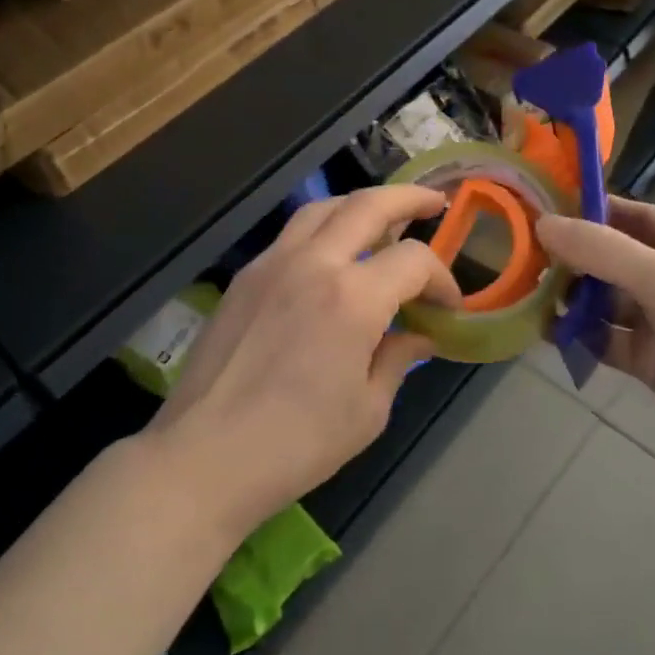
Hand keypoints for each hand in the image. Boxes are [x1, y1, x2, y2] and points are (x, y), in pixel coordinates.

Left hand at [147, 186, 460, 537]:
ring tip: (382, 217)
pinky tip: (331, 256)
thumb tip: (419, 334)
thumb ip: (398, 359)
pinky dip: (322, 229)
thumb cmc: (297, 443)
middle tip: (434, 203)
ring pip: (323, 208)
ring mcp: (272, 263)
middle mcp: (314, 263)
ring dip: (360, 204)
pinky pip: (292, 234)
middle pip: (368, 205)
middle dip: (409, 198)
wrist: (206, 455)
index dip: (441, 278)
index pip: (413, 260)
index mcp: (353, 298)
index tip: (448, 305)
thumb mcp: (367, 411)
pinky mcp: (245, 276)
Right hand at [536, 199, 654, 486]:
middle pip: (608, 257)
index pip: (627, 214)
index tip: (538, 207)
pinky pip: (605, 342)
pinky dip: (577, 338)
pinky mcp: (651, 363)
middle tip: (517, 254)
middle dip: (569, 256)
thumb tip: (541, 224)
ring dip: (569, 298)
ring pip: (602, 302)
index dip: (587, 208)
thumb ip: (601, 250)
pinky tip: (545, 334)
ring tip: (523, 293)